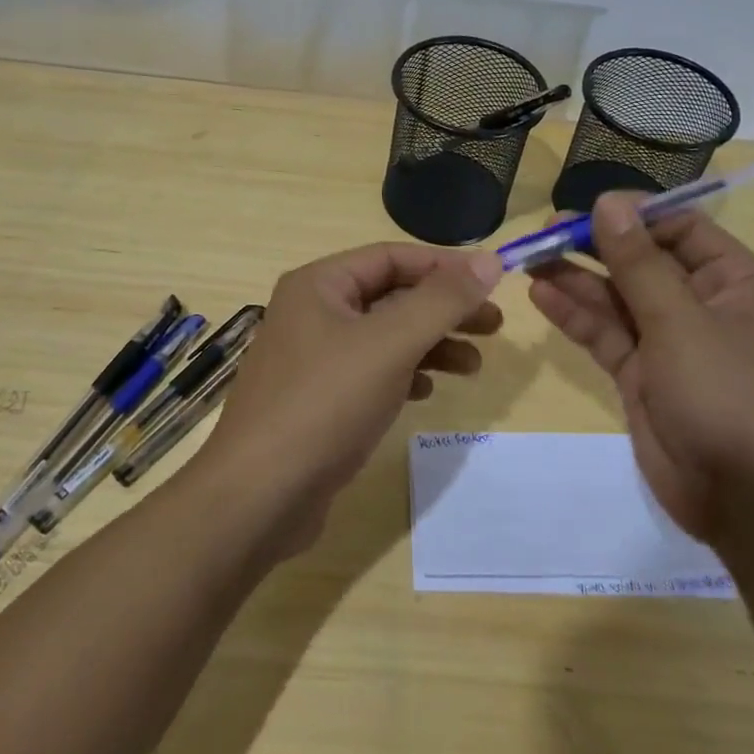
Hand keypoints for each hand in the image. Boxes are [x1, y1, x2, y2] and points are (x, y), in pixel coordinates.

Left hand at [198, 243, 504, 550]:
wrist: (260, 496)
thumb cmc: (325, 403)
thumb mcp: (390, 343)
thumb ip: (442, 300)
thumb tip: (490, 259)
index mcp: (319, 285)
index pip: (392, 257)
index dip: (444, 266)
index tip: (492, 283)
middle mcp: (313, 312)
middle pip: (391, 297)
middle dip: (444, 309)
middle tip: (494, 327)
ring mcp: (312, 358)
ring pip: (384, 337)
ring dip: (430, 345)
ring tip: (474, 366)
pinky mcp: (318, 399)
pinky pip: (371, 372)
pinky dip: (403, 375)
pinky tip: (427, 392)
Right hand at [528, 193, 753, 541]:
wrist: (743, 501)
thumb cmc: (726, 395)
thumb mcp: (680, 321)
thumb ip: (638, 262)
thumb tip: (608, 202)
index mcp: (734, 281)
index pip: (680, 227)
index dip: (633, 215)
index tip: (585, 209)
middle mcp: (703, 304)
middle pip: (642, 260)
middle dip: (594, 246)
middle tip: (544, 233)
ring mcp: (670, 341)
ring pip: (617, 297)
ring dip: (576, 278)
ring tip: (529, 259)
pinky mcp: (642, 373)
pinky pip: (606, 333)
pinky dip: (576, 315)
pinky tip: (541, 295)